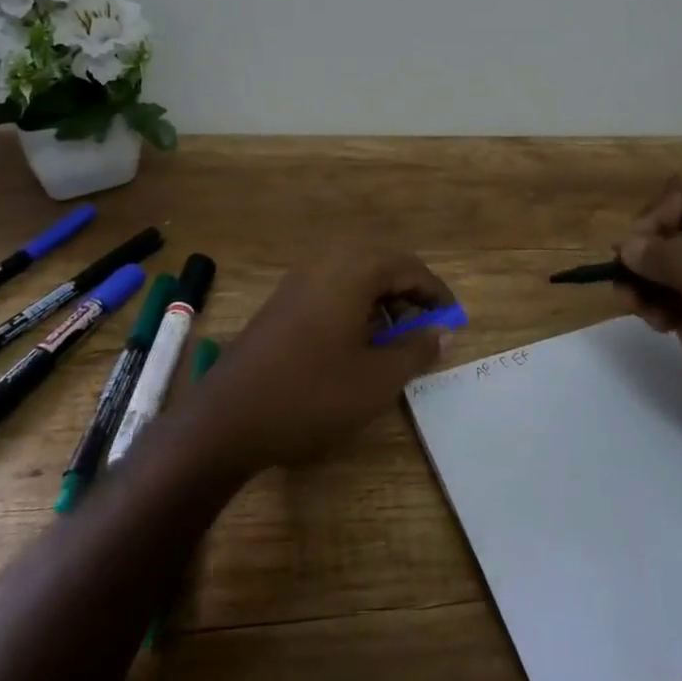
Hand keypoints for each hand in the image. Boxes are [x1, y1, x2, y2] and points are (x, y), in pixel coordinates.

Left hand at [191, 248, 456, 471]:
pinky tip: (356, 343)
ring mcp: (299, 280)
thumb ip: (417, 350)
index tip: (453, 321)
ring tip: (395, 340)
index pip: (410, 268)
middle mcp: (326, 262)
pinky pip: (331, 289)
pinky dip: (355, 306)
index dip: (436, 294)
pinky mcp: (282, 301)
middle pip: (382, 265)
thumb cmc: (312, 394)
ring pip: (355, 277)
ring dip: (382, 300)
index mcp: (354, 270)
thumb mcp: (377, 379)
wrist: (228, 418)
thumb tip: (445, 332)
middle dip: (409, 294)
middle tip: (426, 328)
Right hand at [614, 177, 681, 465]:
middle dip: (643, 253)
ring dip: (639, 280)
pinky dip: (645, 301)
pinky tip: (653, 324)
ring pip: (656, 262)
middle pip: (666, 229)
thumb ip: (680, 264)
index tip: (634, 250)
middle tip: (628, 282)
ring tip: (637, 308)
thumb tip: (626, 245)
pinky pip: (657, 292)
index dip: (657, 217)